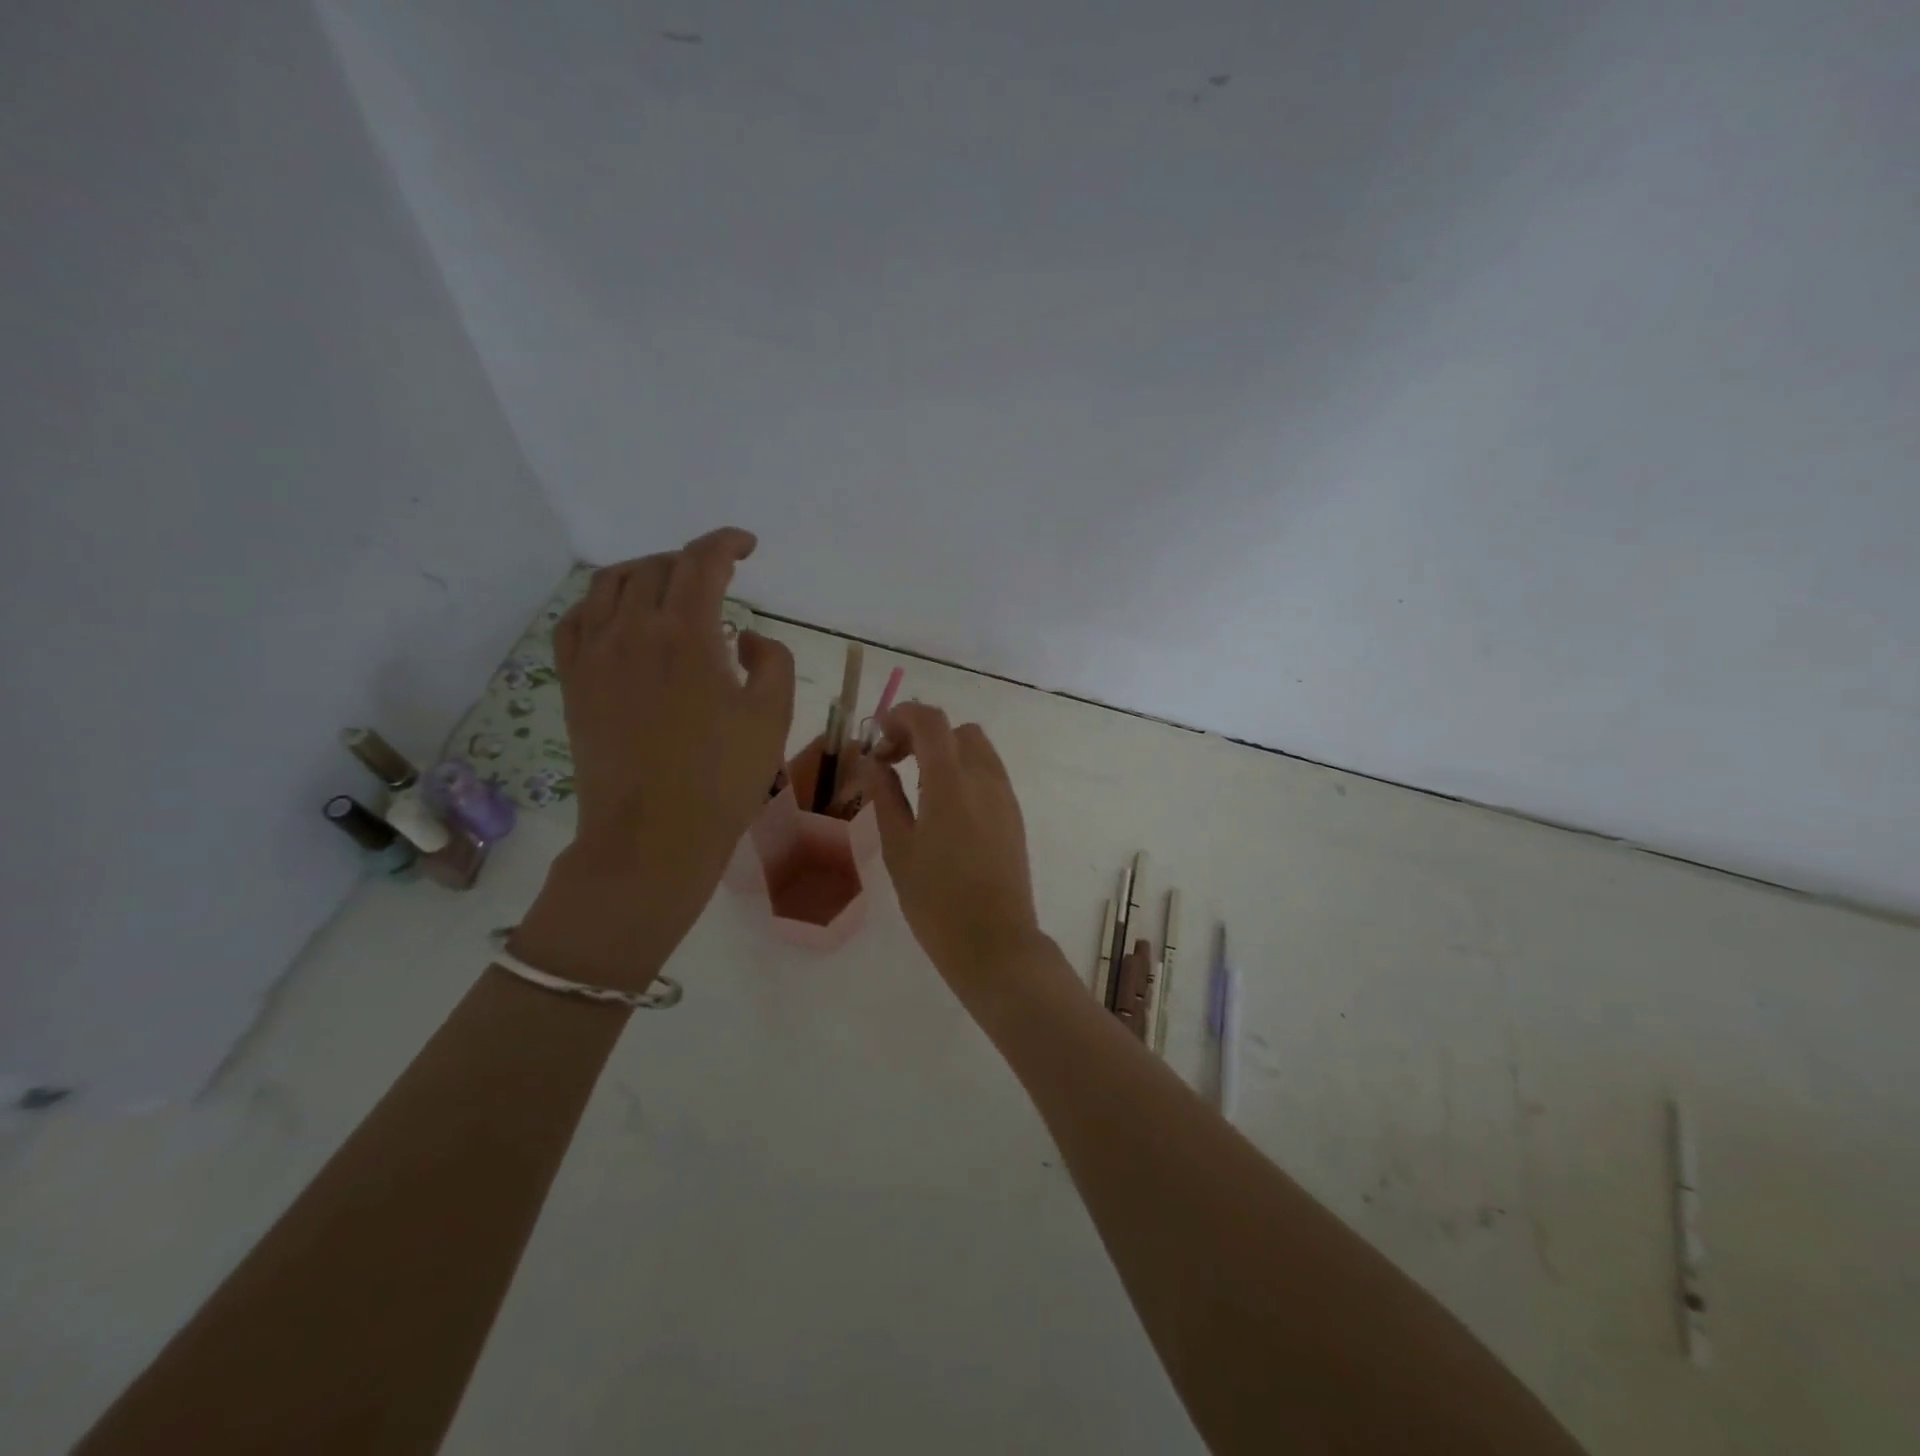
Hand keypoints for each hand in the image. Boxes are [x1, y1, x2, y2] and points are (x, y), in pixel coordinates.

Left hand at [512, 527, 794, 987]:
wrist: (653, 836)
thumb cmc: (723, 779)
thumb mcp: (773, 716)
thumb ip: (772, 660)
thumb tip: (742, 638)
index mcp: (686, 634)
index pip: (702, 561)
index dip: (727, 543)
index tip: (747, 547)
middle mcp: (632, 630)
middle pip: (658, 567)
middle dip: (693, 562)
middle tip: (720, 580)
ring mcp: (595, 655)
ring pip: (611, 584)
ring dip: (647, 573)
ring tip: (671, 590)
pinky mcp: (574, 682)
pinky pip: (576, 619)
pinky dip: (601, 603)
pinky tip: (620, 617)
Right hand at [860, 704, 1047, 989]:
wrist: (995, 943)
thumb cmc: (936, 902)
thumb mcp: (899, 849)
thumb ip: (885, 797)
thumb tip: (874, 762)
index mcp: (952, 783)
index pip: (931, 721)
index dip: (901, 716)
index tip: (878, 738)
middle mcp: (985, 779)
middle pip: (956, 730)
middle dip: (923, 734)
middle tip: (895, 763)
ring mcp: (1005, 796)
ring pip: (977, 749)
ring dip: (946, 752)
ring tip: (919, 785)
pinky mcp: (1014, 815)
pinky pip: (989, 774)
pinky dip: (964, 772)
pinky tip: (945, 808)